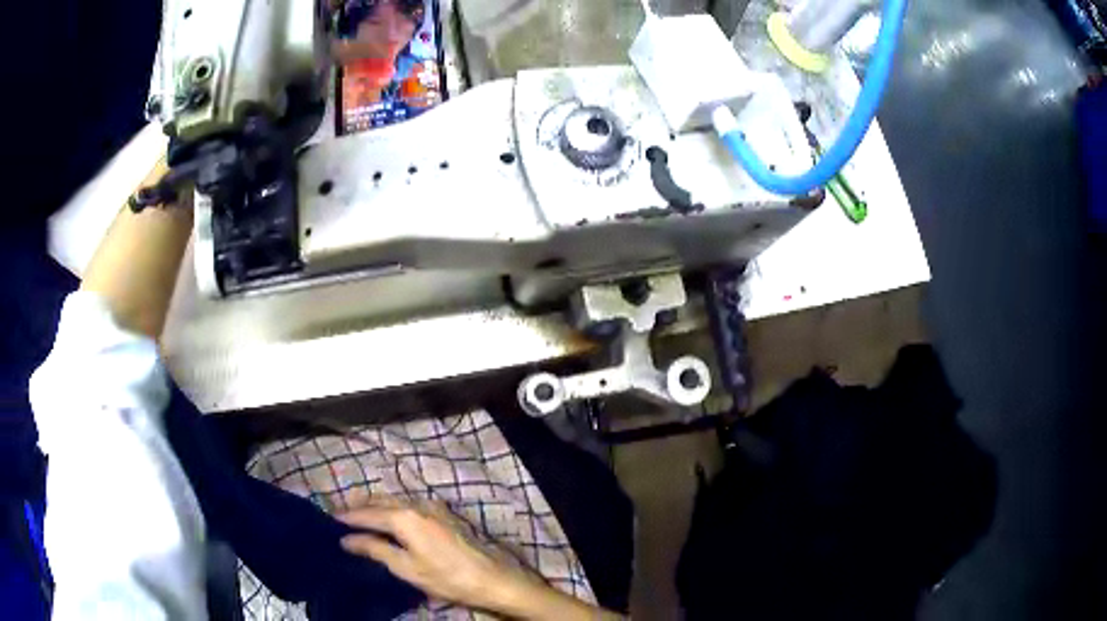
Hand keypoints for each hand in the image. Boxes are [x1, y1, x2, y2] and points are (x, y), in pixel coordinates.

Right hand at [339, 498, 539, 610]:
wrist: (490, 578)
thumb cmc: (445, 577)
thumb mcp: (405, 567)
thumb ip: (375, 549)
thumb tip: (346, 540)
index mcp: (403, 517)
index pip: (367, 513)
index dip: (347, 517)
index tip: (329, 519)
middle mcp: (416, 504)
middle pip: (380, 501)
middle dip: (360, 506)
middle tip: (341, 515)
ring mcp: (432, 506)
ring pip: (395, 500)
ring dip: (376, 506)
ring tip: (361, 516)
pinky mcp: (443, 513)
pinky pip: (409, 505)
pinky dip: (393, 508)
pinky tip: (389, 519)